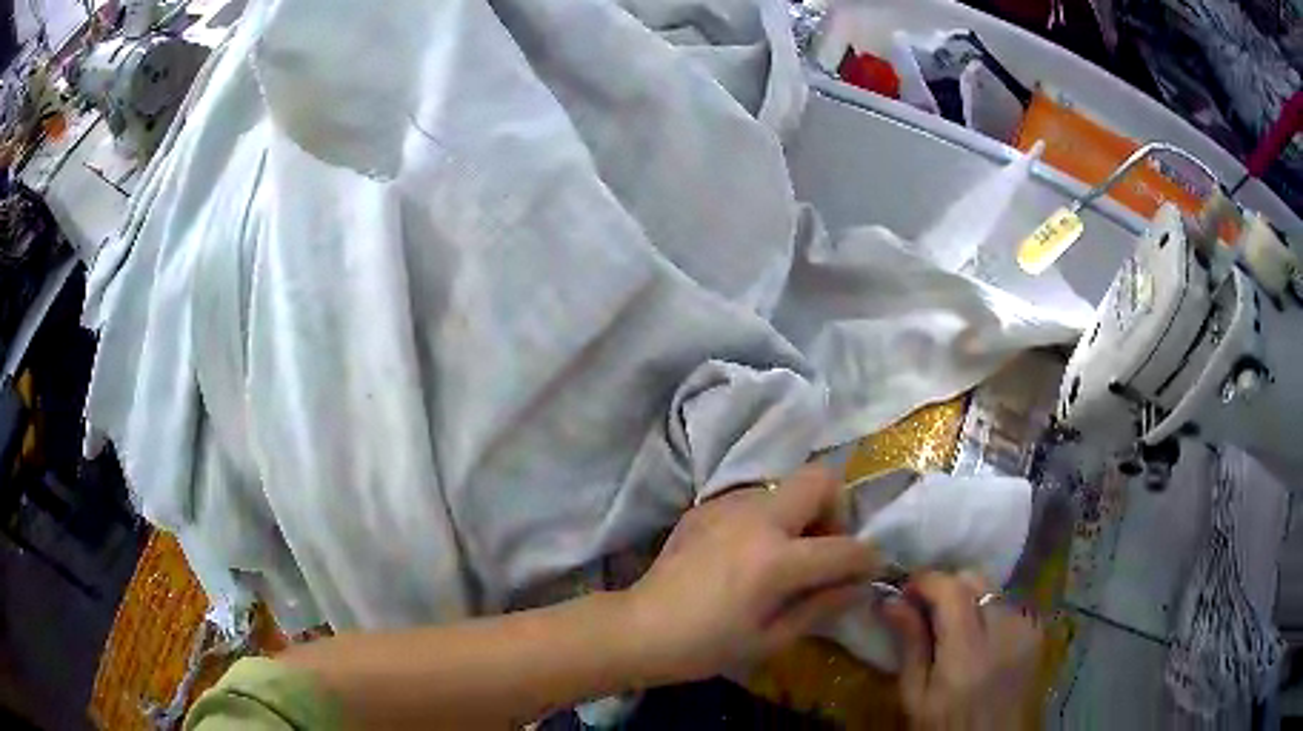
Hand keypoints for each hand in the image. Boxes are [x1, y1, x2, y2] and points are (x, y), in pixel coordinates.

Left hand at [625, 465, 881, 682]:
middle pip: (820, 479)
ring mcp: (727, 506)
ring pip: (785, 487)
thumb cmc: (706, 646)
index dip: (868, 559)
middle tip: (824, 548)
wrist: (640, 628)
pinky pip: (753, 498)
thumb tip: (859, 587)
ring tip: (784, 554)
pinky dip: (767, 518)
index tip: (871, 569)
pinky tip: (748, 553)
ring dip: (799, 514)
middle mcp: (756, 519)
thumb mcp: (771, 638)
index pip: (844, 547)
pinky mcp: (705, 506)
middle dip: (836, 510)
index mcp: (775, 560)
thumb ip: (822, 606)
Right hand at [882, 572, 1042, 730]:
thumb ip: (910, 645)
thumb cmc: (946, 727)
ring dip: (969, 597)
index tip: (905, 590)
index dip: (926, 581)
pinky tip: (979, 635)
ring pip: (994, 588)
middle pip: (976, 579)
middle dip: (947, 585)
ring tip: (952, 624)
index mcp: (968, 654)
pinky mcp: (1037, 633)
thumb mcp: (916, 696)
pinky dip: (990, 609)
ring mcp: (1026, 630)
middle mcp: (1004, 632)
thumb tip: (891, 601)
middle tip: (925, 606)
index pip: (952, 590)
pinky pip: (1010, 604)